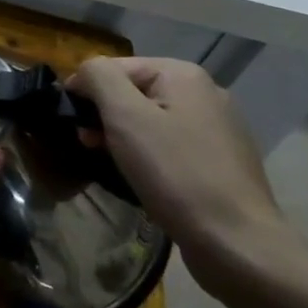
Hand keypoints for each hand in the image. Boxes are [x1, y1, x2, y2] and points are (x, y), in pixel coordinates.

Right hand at [66, 56, 307, 300]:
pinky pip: (171, 142)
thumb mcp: (125, 116)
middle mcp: (206, 92)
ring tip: (113, 161)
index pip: (113, 67)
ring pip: (151, 118)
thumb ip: (99, 78)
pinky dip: (149, 153)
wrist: (235, 241)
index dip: (85, 91)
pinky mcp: (221, 158)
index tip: (72, 124)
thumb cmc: (174, 172)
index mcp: (183, 75)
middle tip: (89, 145)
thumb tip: (85, 71)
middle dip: (105, 114)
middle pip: (133, 91)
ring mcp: (218, 126)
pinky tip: (145, 175)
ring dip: (123, 135)